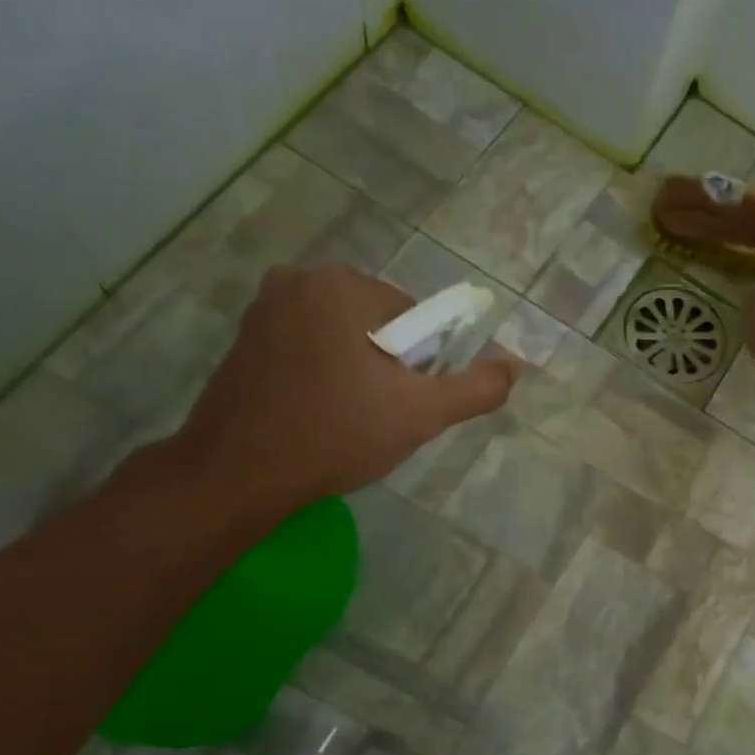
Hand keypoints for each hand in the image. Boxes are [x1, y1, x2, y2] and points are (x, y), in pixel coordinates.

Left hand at [175, 265, 518, 510]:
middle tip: (379, 415)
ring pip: (341, 337)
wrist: (239, 474)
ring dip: (356, 371)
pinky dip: (322, 375)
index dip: (421, 363)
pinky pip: (307, 349)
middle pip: (376, 324)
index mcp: (341, 285)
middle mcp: (296, 281)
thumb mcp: (421, 414)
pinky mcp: (242, 340)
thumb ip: (476, 388)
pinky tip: (317, 415)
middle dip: (387, 366)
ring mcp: (262, 309)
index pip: (413, 316)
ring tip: (348, 418)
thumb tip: (516, 365)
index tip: (405, 401)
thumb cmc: (336, 434)